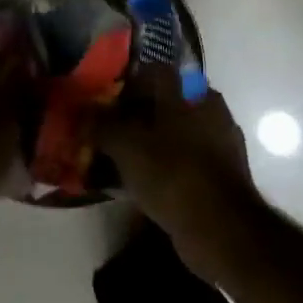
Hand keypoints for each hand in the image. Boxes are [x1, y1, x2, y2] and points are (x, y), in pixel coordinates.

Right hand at [96, 65, 260, 278]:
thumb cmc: (172, 173)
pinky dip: (163, 167)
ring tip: (119, 158)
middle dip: (135, 115)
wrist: (221, 230)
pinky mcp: (221, 175)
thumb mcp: (124, 145)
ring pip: (173, 134)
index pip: (152, 72)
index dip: (124, 83)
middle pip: (163, 103)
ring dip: (148, 143)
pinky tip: (141, 182)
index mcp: (192, 92)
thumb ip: (100, 123)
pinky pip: (182, 161)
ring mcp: (219, 144)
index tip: (103, 100)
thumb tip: (81, 110)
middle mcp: (210, 110)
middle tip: (107, 129)